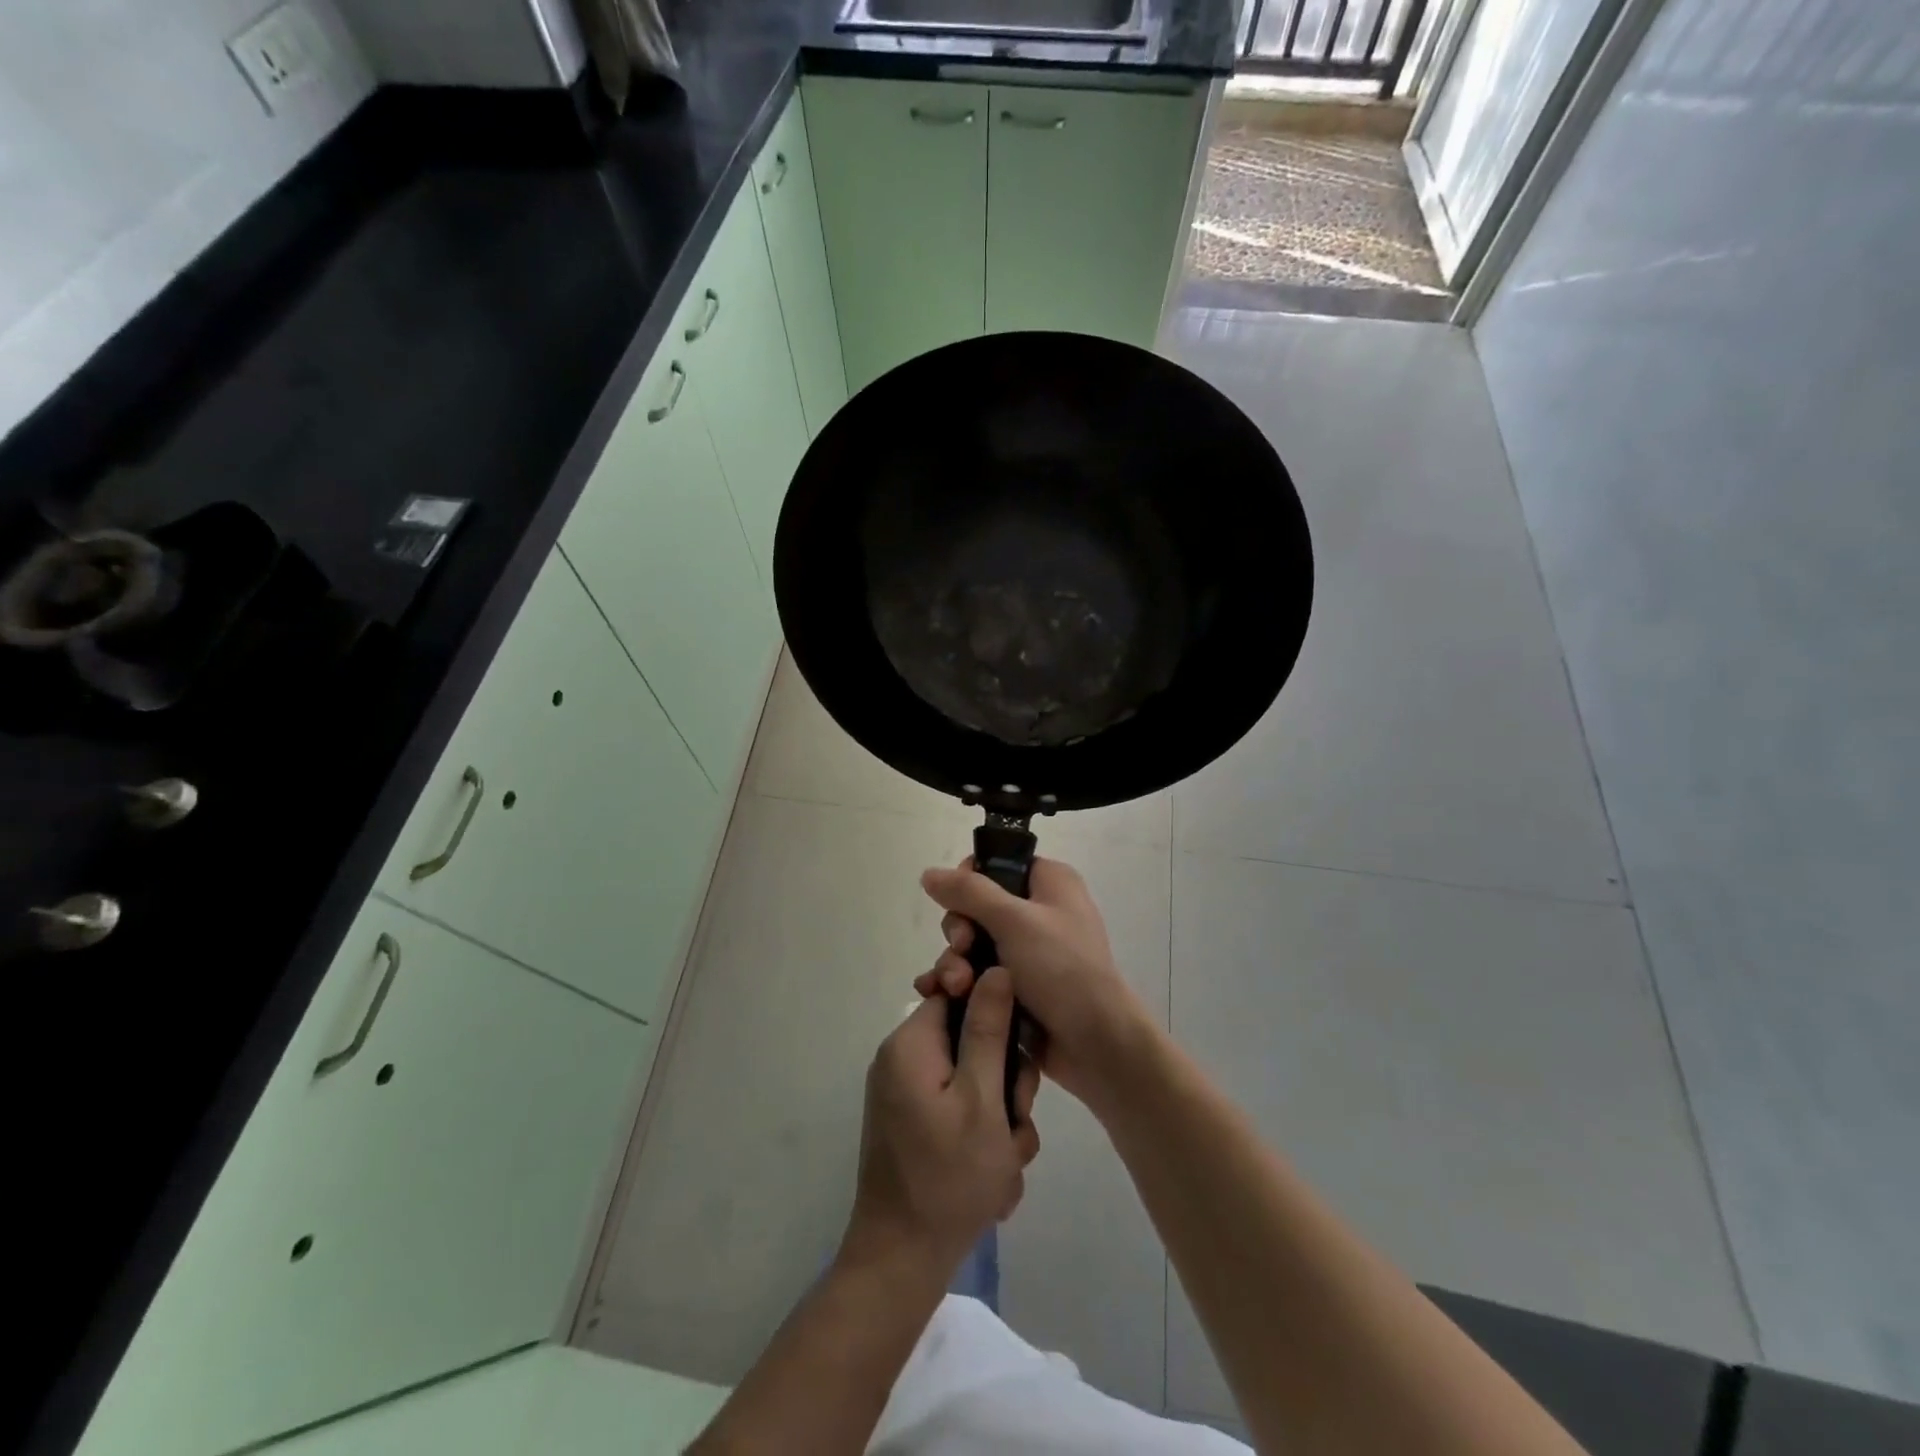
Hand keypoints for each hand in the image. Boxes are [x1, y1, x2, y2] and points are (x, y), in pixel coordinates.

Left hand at [843, 968, 1040, 1278]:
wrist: (900, 1263)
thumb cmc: (947, 1177)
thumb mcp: (982, 1099)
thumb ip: (989, 1029)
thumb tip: (995, 968)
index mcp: (912, 1043)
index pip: (961, 993)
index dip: (999, 1017)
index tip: (1020, 1056)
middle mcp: (904, 1059)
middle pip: (972, 1039)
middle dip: (1005, 1081)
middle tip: (1014, 1123)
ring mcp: (908, 1094)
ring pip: (975, 1080)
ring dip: (1000, 1118)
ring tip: (1004, 1161)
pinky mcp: (915, 1123)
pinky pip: (961, 1110)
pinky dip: (983, 1138)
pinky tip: (993, 1178)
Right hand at [917, 857, 1154, 1114]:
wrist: (1095, 1044)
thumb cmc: (1062, 969)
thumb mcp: (1014, 921)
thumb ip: (968, 892)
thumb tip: (929, 873)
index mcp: (1049, 884)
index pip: (997, 865)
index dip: (970, 881)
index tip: (958, 903)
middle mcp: (1039, 912)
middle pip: (977, 908)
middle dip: (960, 932)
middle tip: (962, 949)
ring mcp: (1028, 953)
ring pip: (973, 946)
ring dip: (956, 964)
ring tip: (956, 987)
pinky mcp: (1017, 989)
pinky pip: (978, 977)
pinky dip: (959, 985)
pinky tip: (937, 996)